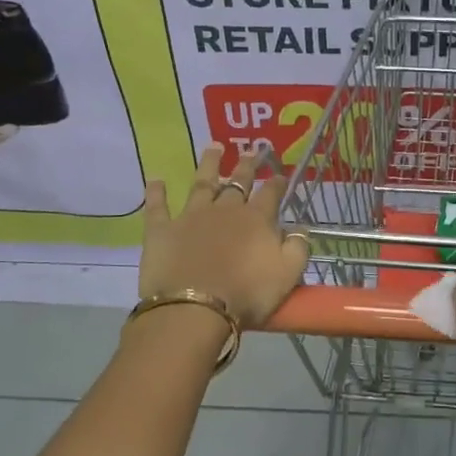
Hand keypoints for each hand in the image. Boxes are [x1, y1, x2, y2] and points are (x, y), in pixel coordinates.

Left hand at [138, 146, 310, 328]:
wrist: (194, 309)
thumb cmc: (246, 295)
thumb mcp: (287, 274)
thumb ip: (298, 248)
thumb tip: (300, 228)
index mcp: (256, 219)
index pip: (270, 194)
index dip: (277, 183)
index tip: (281, 174)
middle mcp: (225, 209)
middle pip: (238, 181)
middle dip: (247, 165)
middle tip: (253, 149)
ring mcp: (191, 216)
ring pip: (202, 183)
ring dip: (209, 164)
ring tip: (214, 146)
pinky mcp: (162, 230)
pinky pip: (158, 206)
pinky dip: (156, 192)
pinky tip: (155, 179)